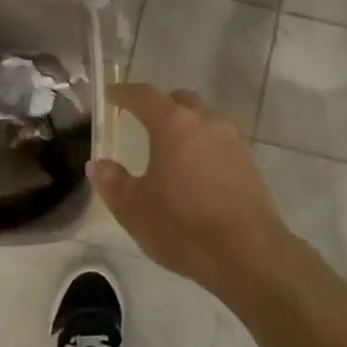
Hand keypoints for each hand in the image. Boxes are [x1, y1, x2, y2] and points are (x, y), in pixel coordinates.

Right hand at [88, 84, 300, 302]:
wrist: (249, 254)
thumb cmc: (184, 227)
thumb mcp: (134, 209)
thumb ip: (113, 182)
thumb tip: (98, 164)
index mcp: (174, 125)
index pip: (144, 96)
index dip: (124, 93)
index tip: (110, 95)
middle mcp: (206, 122)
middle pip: (180, 100)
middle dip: (159, 104)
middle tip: (141, 120)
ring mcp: (231, 141)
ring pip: (203, 119)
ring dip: (183, 125)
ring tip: (167, 149)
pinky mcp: (248, 163)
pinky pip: (218, 141)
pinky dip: (201, 145)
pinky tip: (193, 172)